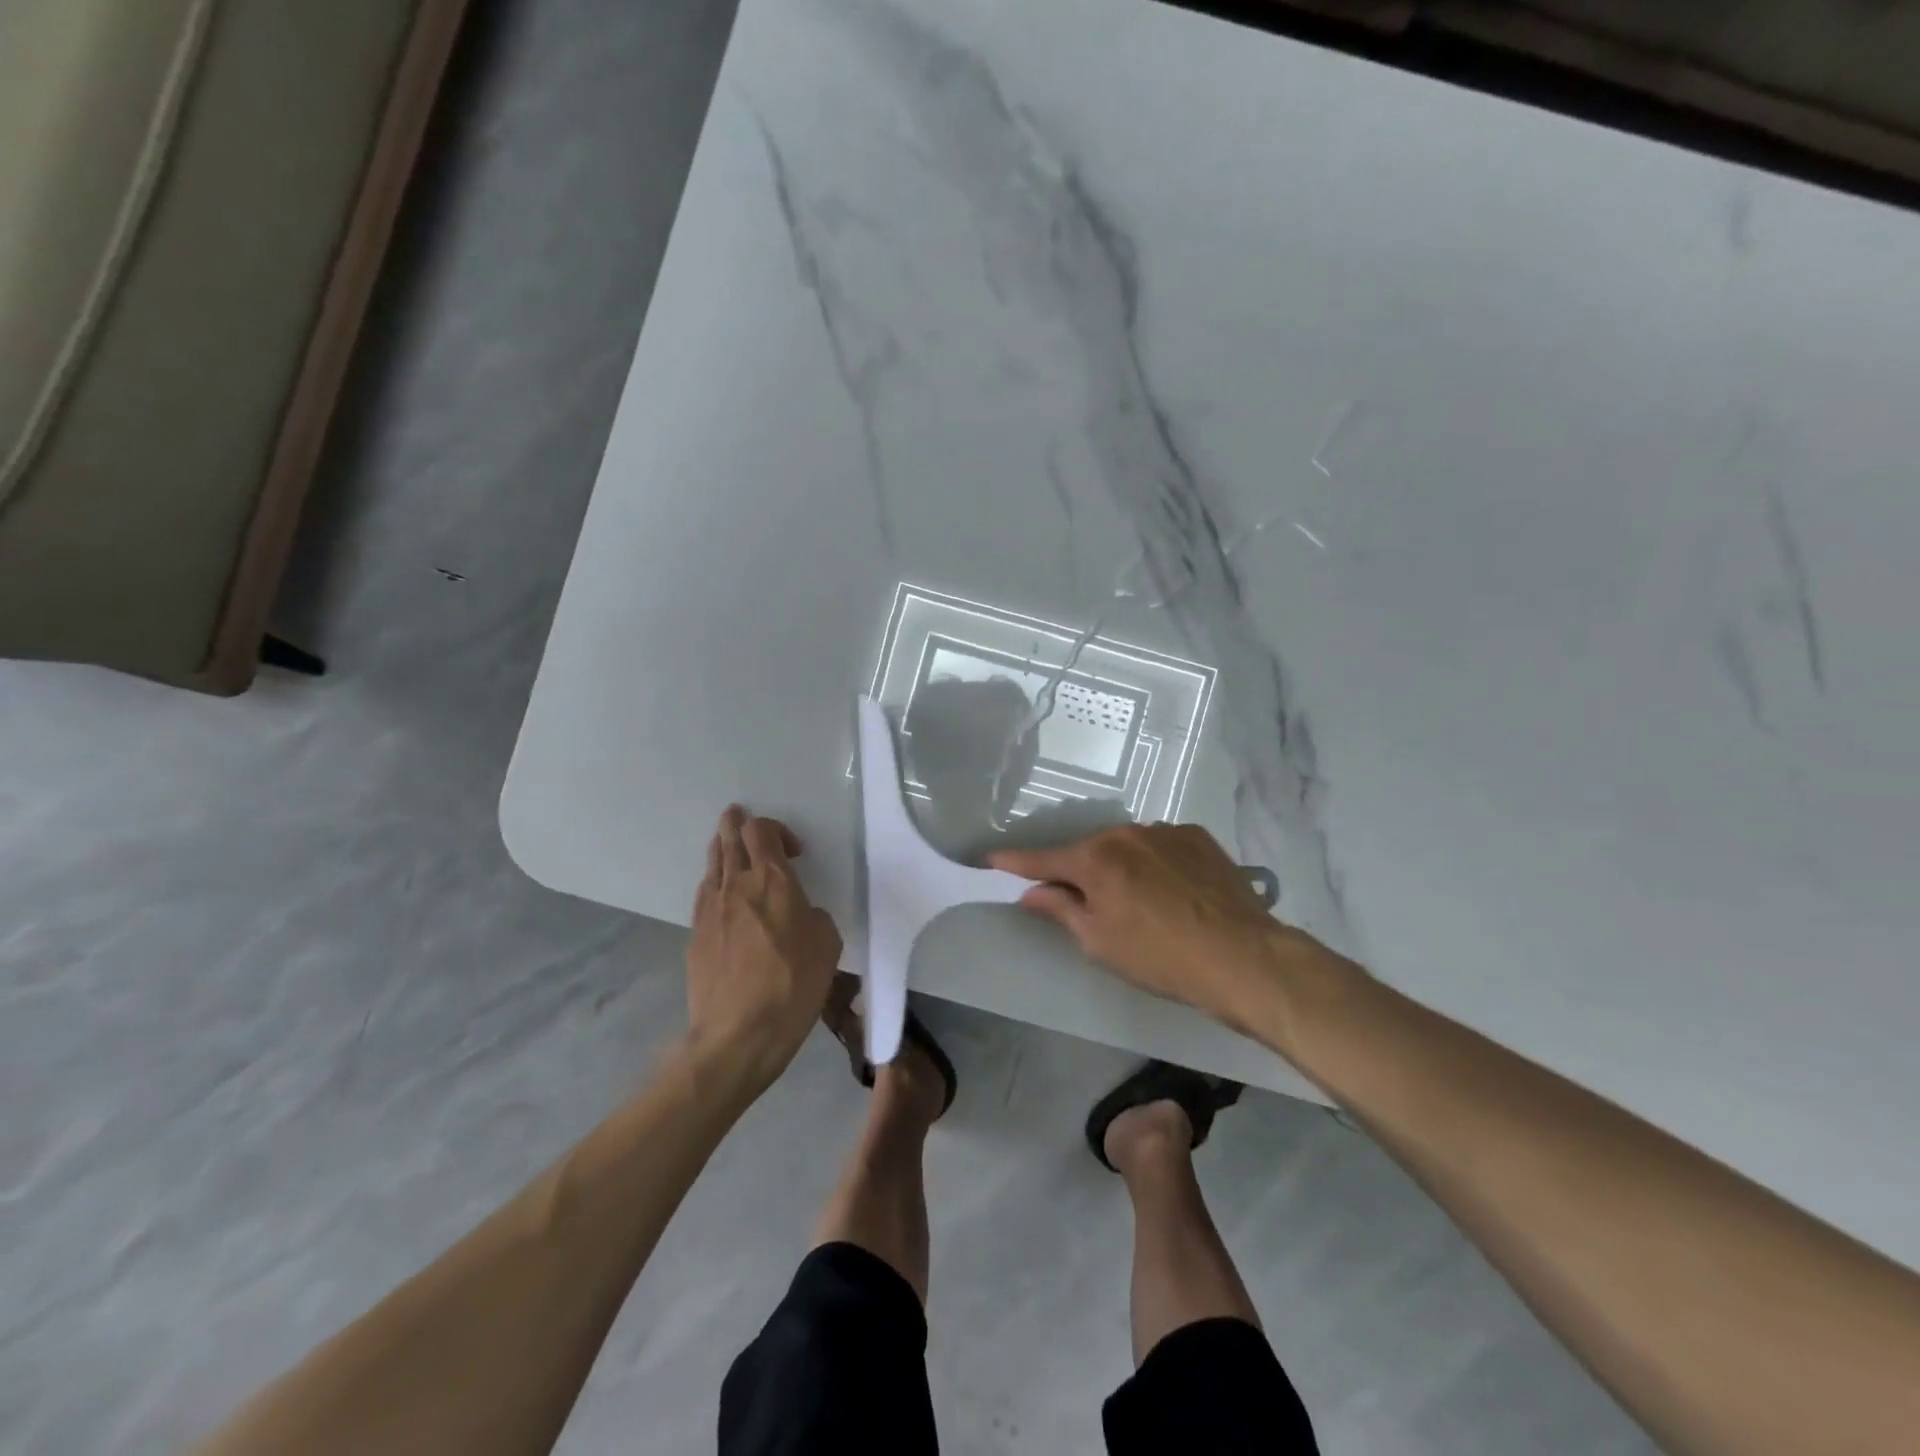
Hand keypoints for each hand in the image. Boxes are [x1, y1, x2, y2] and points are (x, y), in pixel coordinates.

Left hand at [685, 806, 842, 1093]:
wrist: (738, 1035)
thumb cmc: (793, 985)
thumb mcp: (827, 945)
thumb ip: (813, 917)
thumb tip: (798, 914)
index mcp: (773, 882)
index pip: (762, 833)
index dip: (775, 829)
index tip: (793, 851)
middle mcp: (737, 886)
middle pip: (729, 839)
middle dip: (735, 823)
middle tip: (737, 814)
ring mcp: (710, 910)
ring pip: (712, 864)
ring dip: (721, 848)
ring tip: (726, 843)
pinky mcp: (695, 936)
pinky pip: (704, 894)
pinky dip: (713, 882)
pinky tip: (718, 892)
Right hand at [990, 822, 1338, 1037]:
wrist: (1243, 957)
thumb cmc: (1160, 958)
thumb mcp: (1100, 942)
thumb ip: (1061, 908)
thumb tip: (1032, 891)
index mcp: (1096, 859)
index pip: (1043, 859)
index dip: (1015, 862)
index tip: (991, 860)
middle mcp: (1126, 833)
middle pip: (1088, 852)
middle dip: (1079, 873)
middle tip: (1084, 904)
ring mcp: (1165, 831)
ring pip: (1126, 847)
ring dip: (1120, 867)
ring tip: (1140, 903)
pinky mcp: (1197, 837)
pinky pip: (1160, 846)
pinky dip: (1154, 863)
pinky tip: (1172, 892)